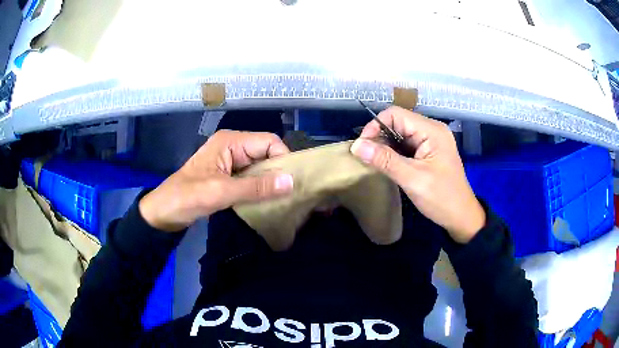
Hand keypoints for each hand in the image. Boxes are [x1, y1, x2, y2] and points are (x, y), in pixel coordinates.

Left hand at [139, 130, 293, 231]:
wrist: (164, 212)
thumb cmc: (188, 197)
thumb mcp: (222, 192)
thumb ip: (256, 187)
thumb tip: (291, 182)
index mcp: (230, 141)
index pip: (269, 142)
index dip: (283, 159)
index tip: (292, 182)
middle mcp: (233, 146)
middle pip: (266, 153)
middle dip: (278, 170)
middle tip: (291, 193)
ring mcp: (230, 161)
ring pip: (260, 166)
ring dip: (270, 181)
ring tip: (283, 198)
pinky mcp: (228, 175)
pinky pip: (251, 177)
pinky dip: (260, 187)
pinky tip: (267, 199)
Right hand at [351, 106, 484, 242]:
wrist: (461, 217)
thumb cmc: (441, 198)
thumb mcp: (412, 179)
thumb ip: (385, 160)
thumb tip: (356, 146)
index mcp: (431, 130)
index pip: (396, 114)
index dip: (375, 126)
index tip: (363, 146)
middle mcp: (431, 130)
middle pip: (397, 122)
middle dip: (379, 137)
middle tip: (366, 157)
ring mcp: (431, 140)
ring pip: (400, 134)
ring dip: (385, 146)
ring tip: (375, 162)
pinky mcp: (428, 151)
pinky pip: (406, 145)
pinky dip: (394, 153)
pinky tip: (387, 165)